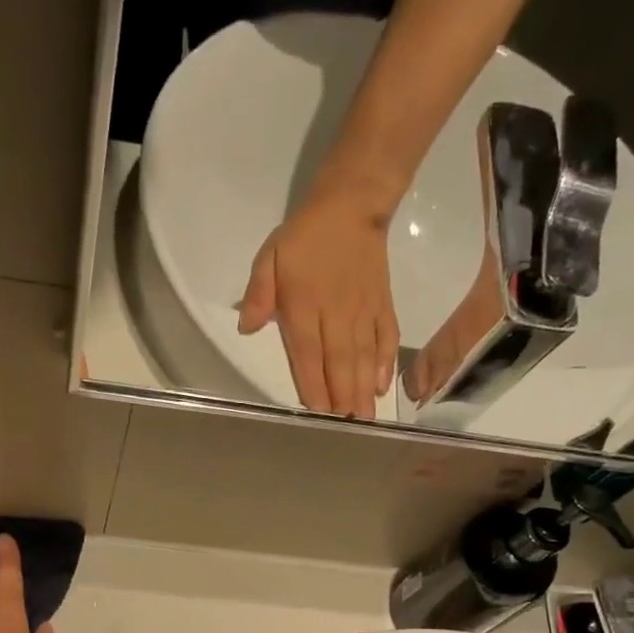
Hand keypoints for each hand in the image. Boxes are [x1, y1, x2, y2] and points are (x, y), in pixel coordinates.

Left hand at [237, 184, 399, 419]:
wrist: (351, 205)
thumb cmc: (304, 237)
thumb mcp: (269, 258)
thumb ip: (258, 294)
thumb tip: (247, 329)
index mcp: (304, 306)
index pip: (308, 353)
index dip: (314, 384)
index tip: (319, 411)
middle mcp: (336, 314)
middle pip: (340, 362)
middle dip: (343, 396)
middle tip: (347, 427)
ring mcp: (363, 310)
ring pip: (364, 355)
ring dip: (364, 388)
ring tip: (365, 417)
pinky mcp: (382, 305)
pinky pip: (386, 337)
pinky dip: (386, 361)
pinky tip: (383, 384)